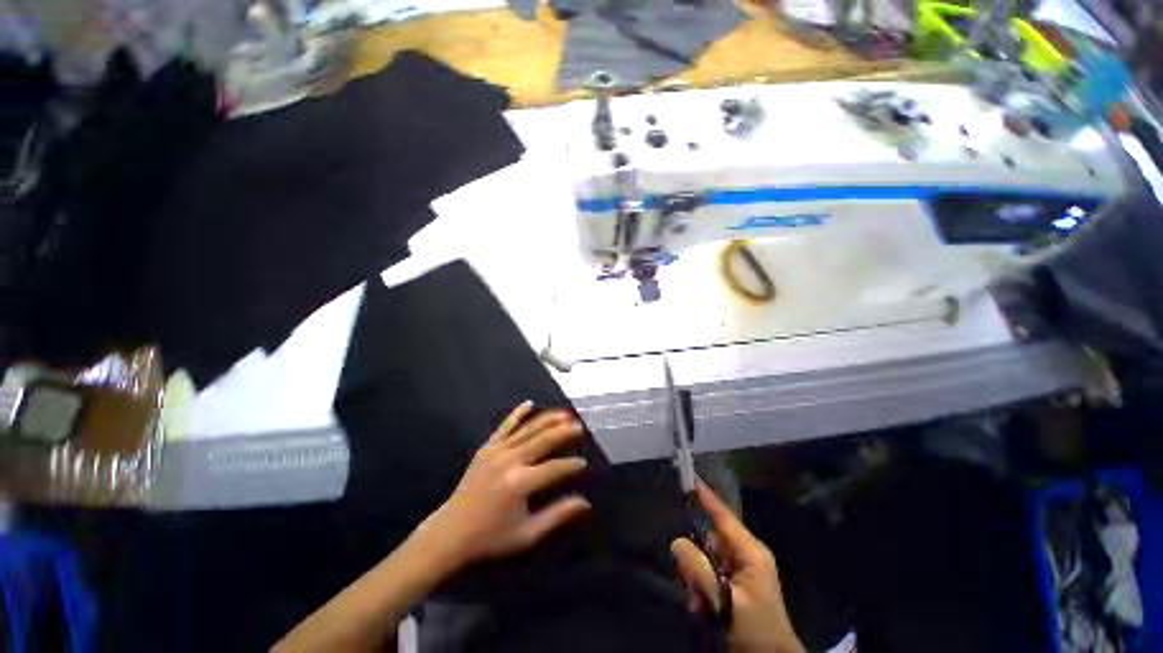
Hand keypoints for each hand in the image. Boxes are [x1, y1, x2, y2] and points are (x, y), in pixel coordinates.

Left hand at [419, 401, 591, 568]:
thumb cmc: (491, 536)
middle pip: (543, 440)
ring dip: (548, 419)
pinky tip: (529, 403)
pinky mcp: (486, 447)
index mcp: (520, 483)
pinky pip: (505, 426)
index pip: (554, 468)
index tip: (583, 463)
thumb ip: (557, 515)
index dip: (571, 465)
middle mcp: (510, 461)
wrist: (451, 531)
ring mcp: (496, 451)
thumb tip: (586, 503)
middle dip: (564, 432)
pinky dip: (518, 414)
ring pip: (528, 429)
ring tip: (565, 413)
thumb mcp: (527, 533)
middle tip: (580, 427)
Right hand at [671, 483, 803, 652]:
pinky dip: (702, 587)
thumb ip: (700, 571)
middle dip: (696, 559)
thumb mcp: (726, 602)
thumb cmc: (756, 630)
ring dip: (697, 578)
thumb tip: (676, 542)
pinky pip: (710, 573)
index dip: (706, 497)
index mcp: (751, 552)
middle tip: (690, 584)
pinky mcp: (736, 584)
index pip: (723, 516)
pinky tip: (701, 606)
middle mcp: (746, 555)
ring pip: (707, 557)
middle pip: (710, 539)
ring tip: (698, 603)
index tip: (689, 478)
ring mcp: (742, 570)